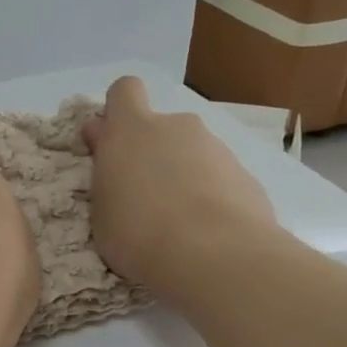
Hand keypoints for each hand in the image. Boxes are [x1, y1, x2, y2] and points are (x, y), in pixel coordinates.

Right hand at [82, 77, 275, 301]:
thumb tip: (104, 142)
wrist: (214, 255)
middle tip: (144, 197)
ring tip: (178, 223)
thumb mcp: (102, 209)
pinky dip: (210, 197)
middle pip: (160, 128)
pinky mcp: (244, 174)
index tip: (111, 143)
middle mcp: (175, 127)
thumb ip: (106, 171)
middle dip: (152, 153)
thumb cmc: (138, 233)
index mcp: (132, 130)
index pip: (124, 91)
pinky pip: (218, 178)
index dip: (118, 112)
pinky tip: (206, 232)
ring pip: (191, 154)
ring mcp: (215, 147)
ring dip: (182, 177)